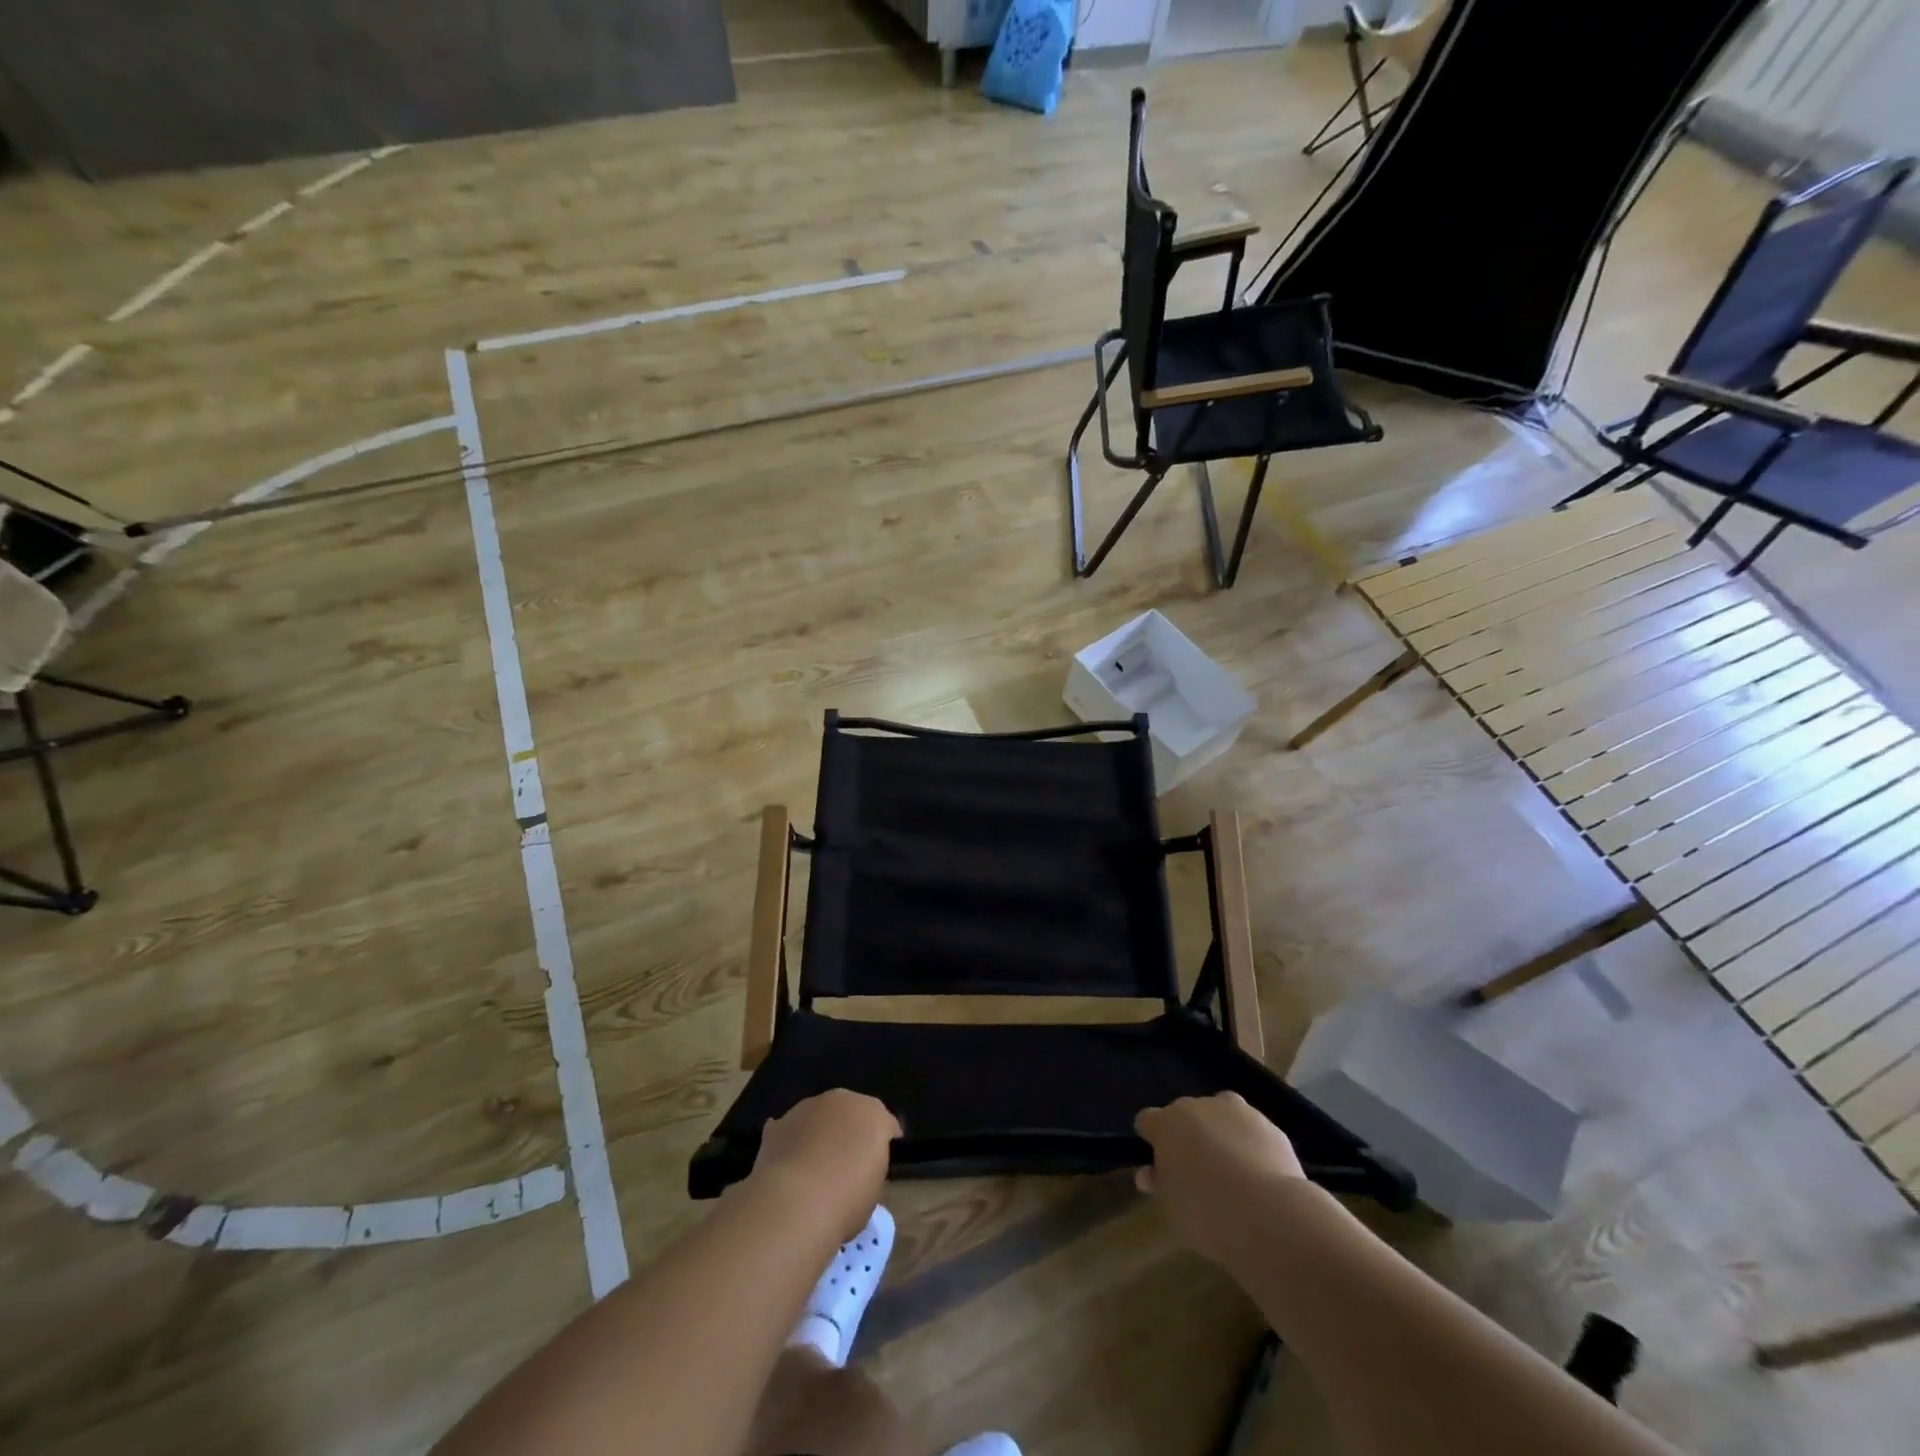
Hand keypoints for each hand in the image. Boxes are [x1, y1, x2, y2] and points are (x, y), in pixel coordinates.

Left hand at [750, 1090, 900, 1241]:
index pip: (886, 1124)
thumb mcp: (874, 1192)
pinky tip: (789, 1166)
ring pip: (819, 1117)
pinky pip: (791, 1131)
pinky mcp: (778, 1124)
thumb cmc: (846, 1201)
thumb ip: (871, 1170)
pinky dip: (792, 1143)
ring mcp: (807, 1107)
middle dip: (850, 1131)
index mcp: (874, 1114)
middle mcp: (842, 1100)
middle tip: (847, 1163)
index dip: (883, 1144)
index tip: (879, 1165)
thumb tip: (860, 1172)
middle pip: (851, 1113)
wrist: (795, 1203)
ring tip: (814, 1167)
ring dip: (820, 1133)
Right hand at [1135, 1093, 1305, 1264]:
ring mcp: (1234, 1111)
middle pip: (1185, 1114)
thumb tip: (1149, 1173)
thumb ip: (1160, 1182)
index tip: (1158, 1165)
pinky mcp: (1267, 1124)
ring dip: (1218, 1131)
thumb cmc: (1207, 1212)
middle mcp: (1197, 1107)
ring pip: (1219, 1113)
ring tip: (1230, 1168)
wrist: (1268, 1213)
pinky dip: (1249, 1143)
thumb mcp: (1171, 1204)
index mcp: (1167, 1123)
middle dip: (1187, 1135)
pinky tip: (1259, 1173)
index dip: (1151, 1140)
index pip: (1147, 1120)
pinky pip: (1250, 1129)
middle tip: (1196, 1171)